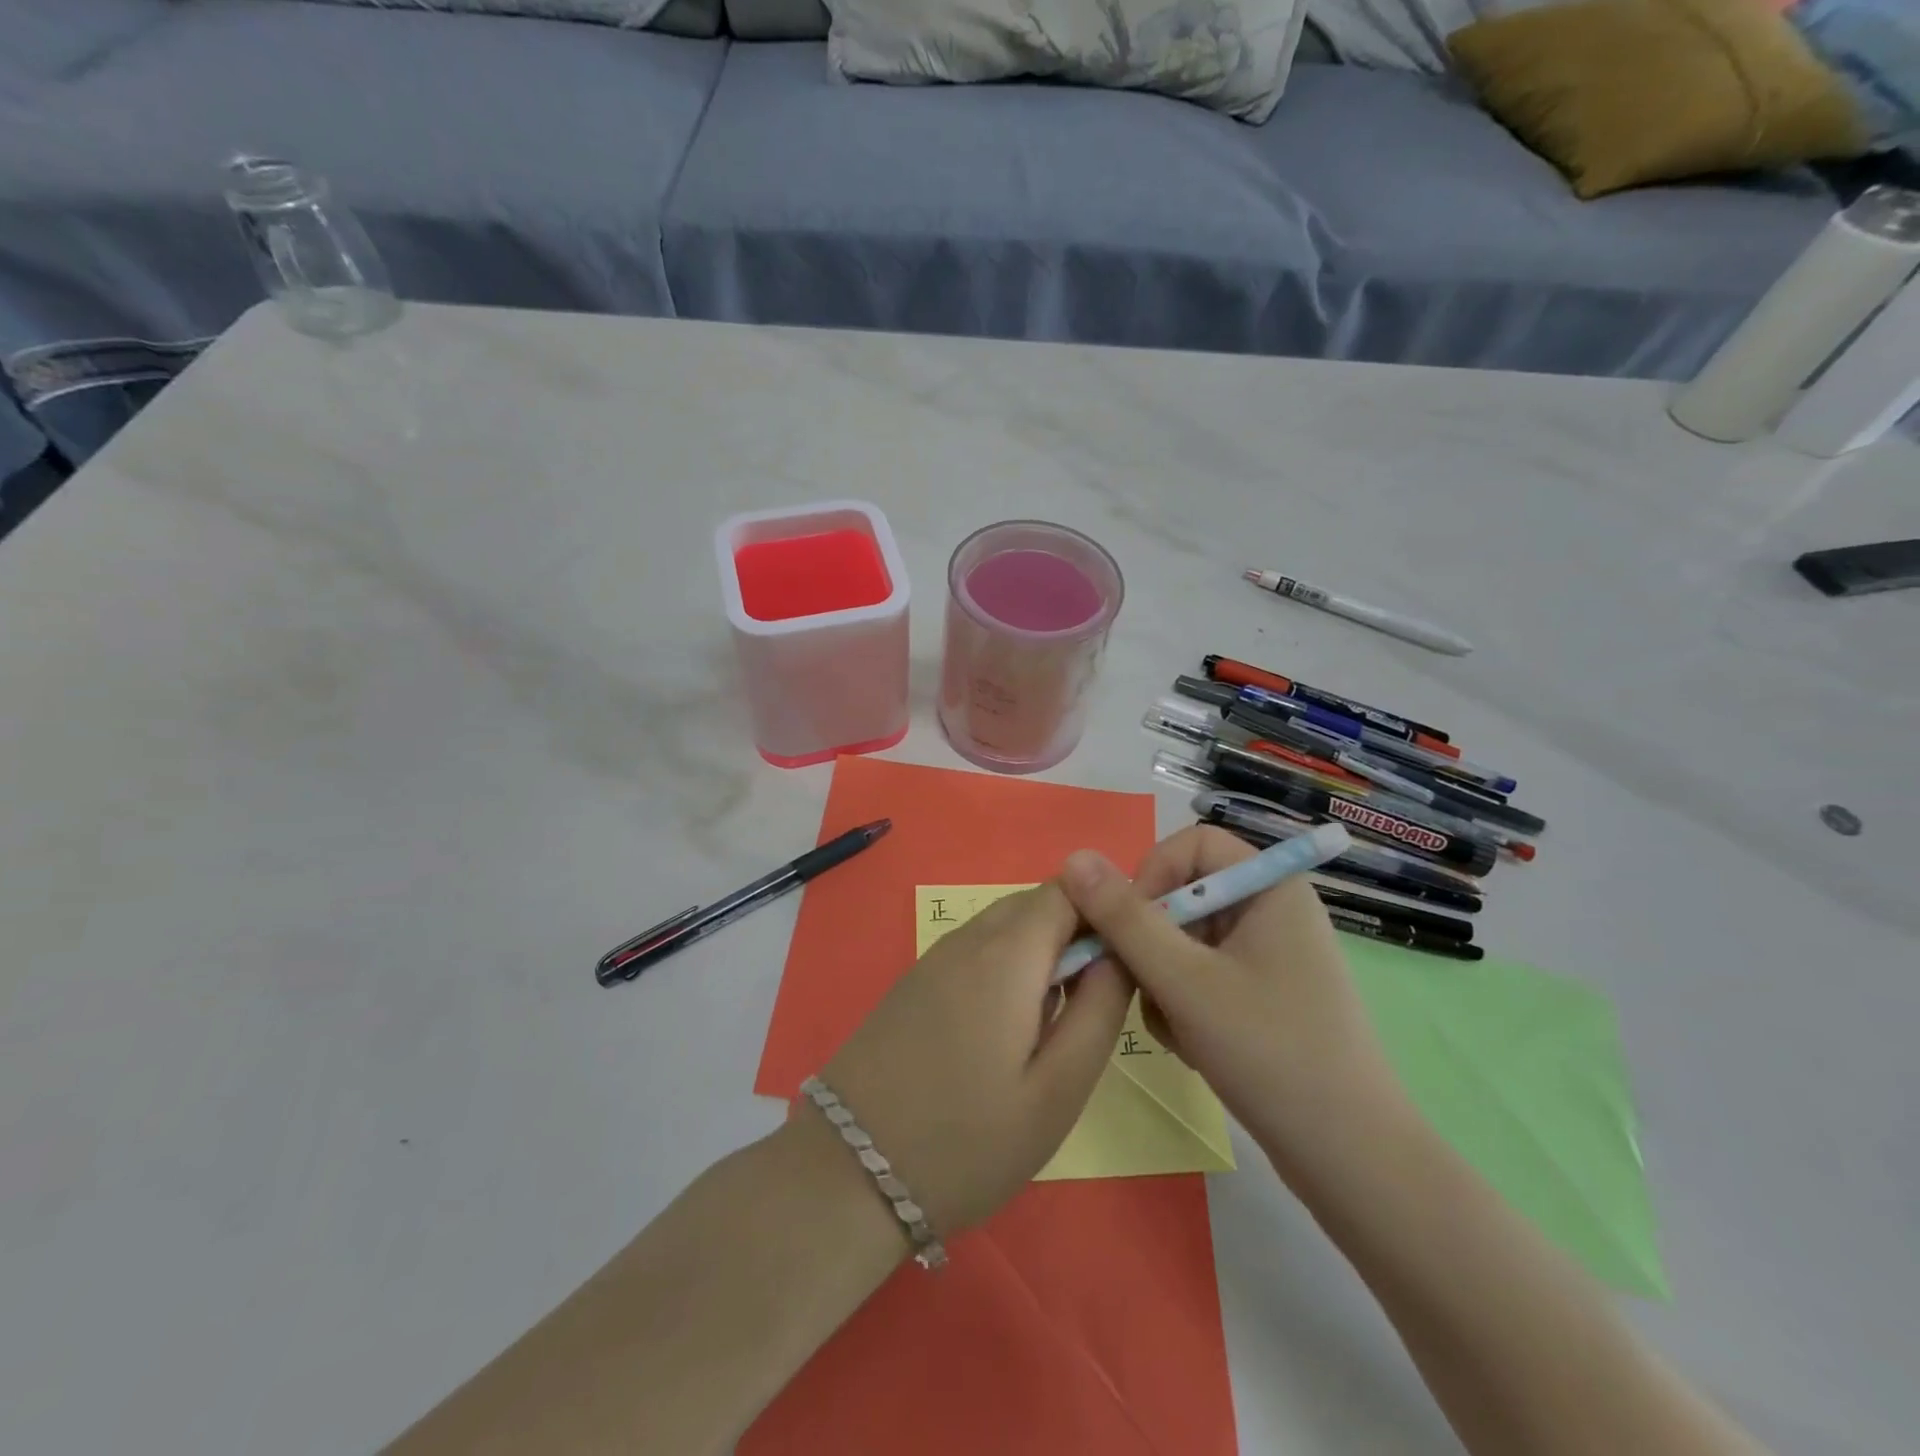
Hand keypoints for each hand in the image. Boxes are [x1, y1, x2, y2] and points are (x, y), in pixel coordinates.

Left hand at [808, 882, 1133, 1241]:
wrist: (847, 1173)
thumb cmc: (967, 1141)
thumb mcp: (1057, 1091)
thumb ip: (1098, 1011)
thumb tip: (1119, 954)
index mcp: (1007, 953)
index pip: (1068, 889)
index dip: (1106, 910)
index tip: (1128, 959)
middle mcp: (967, 939)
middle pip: (1036, 903)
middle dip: (1076, 932)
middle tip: (1095, 1000)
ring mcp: (934, 958)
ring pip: (1005, 926)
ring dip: (1041, 952)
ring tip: (1053, 1022)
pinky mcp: (914, 983)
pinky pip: (975, 950)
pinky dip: (1006, 967)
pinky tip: (1004, 1030)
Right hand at [1059, 827, 1406, 1165]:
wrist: (1351, 1161)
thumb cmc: (1270, 1053)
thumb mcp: (1184, 981)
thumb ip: (1125, 919)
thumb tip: (1073, 858)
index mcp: (1270, 887)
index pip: (1191, 844)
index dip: (1152, 874)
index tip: (1130, 926)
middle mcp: (1271, 910)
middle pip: (1183, 895)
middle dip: (1152, 942)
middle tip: (1142, 987)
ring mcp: (1268, 956)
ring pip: (1183, 941)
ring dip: (1163, 981)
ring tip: (1176, 1029)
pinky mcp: (1261, 996)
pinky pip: (1200, 975)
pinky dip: (1183, 1004)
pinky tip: (1193, 1047)